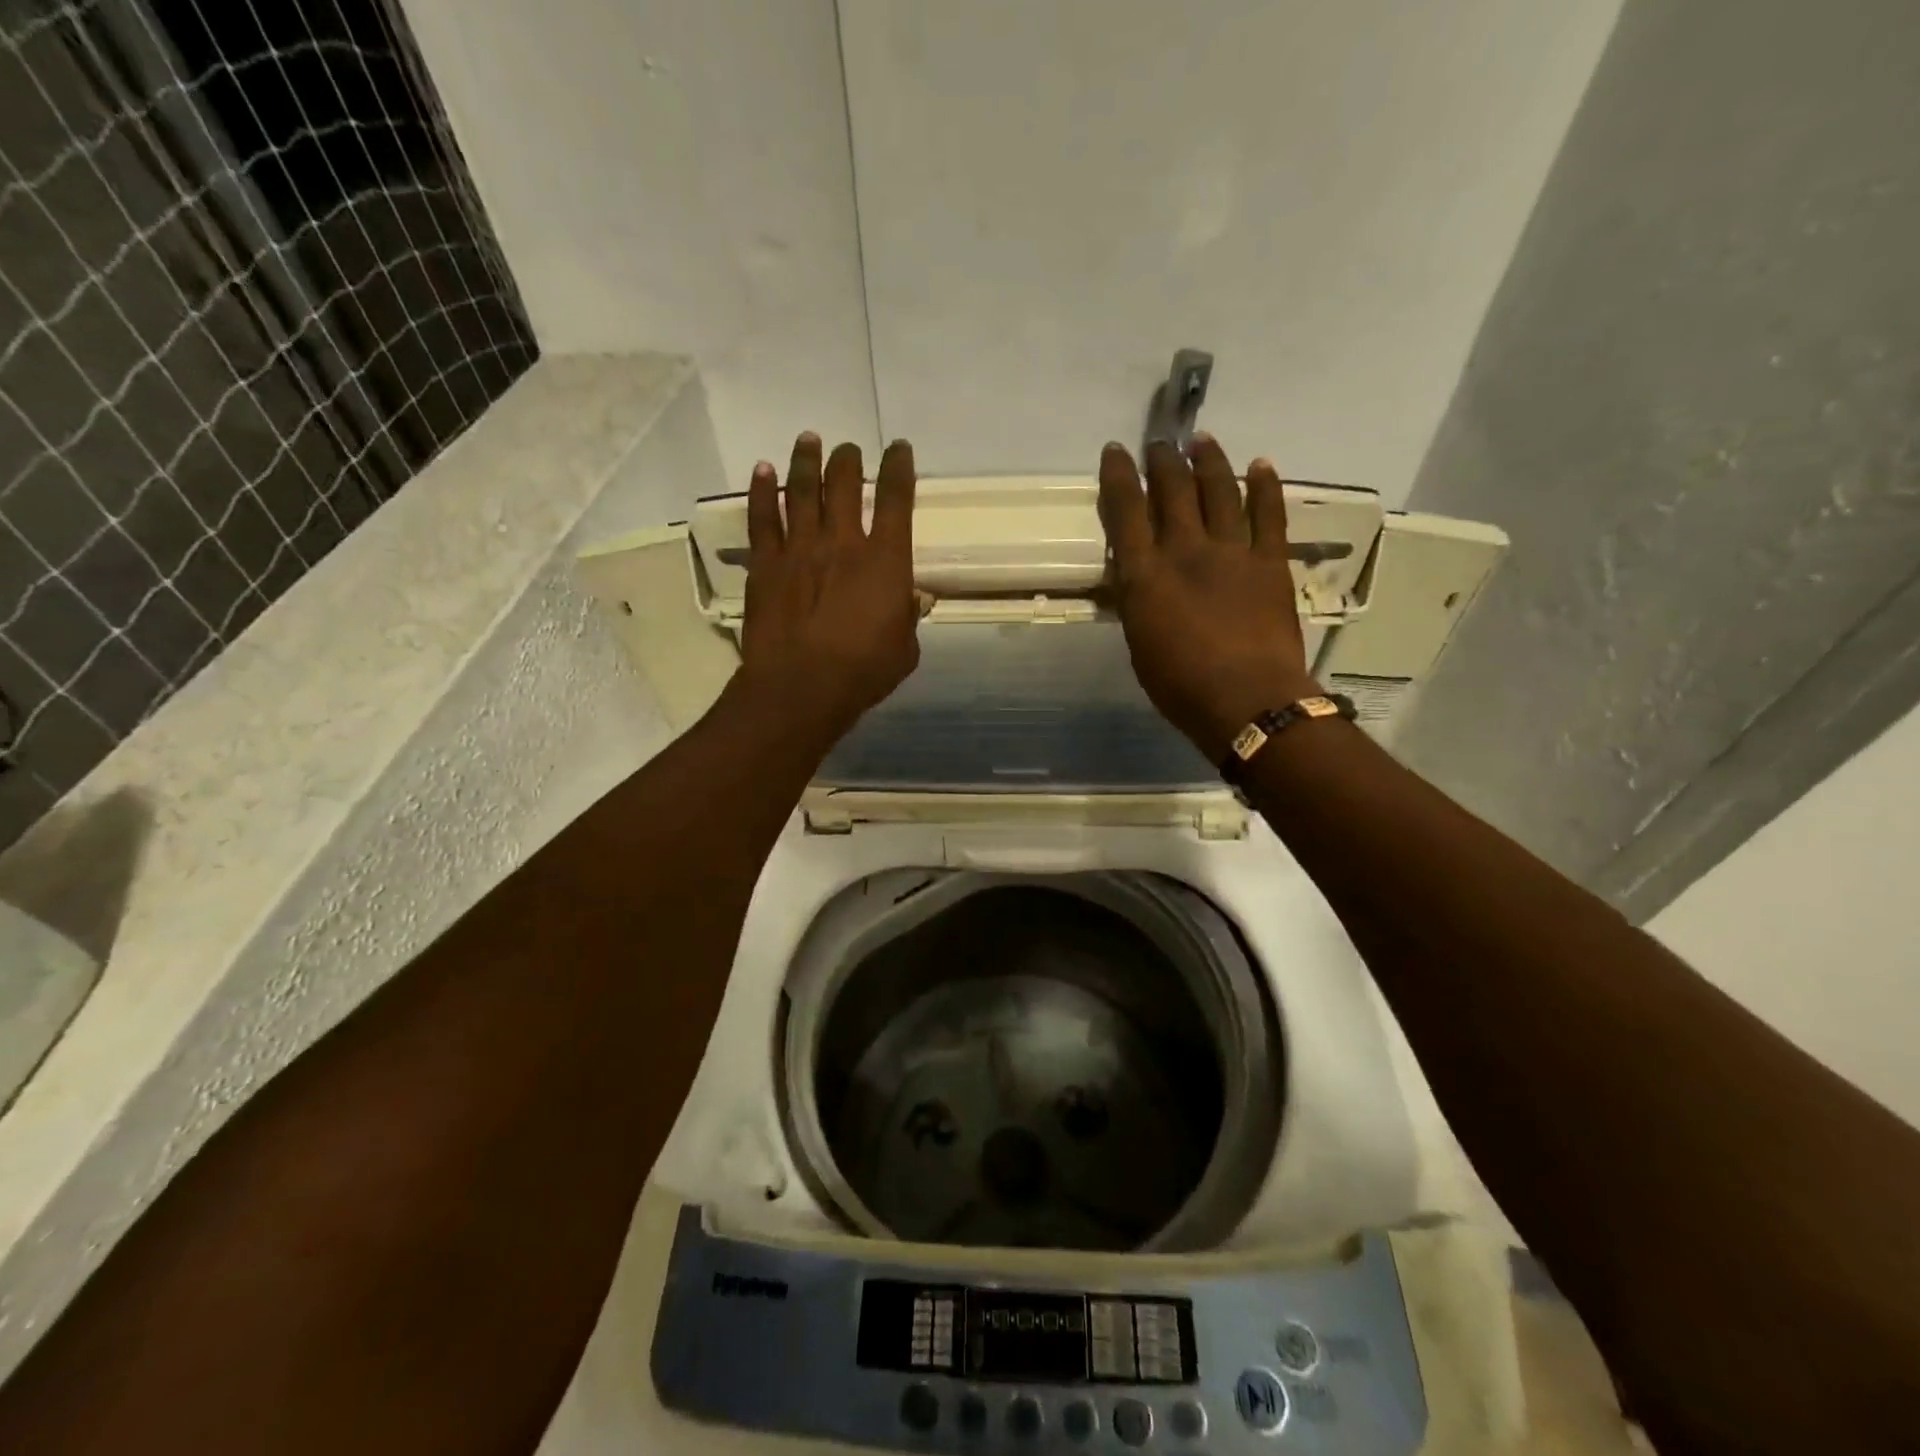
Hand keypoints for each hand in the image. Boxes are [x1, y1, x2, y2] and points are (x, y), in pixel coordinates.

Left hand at [734, 432, 920, 744]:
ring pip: (802, 490)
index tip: (899, 449)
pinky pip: (762, 518)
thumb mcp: (905, 649)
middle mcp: (843, 542)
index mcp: (886, 561)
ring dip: (806, 461)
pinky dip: (761, 491)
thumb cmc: (863, 672)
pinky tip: (762, 470)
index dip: (899, 468)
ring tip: (809, 440)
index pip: (897, 500)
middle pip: (845, 484)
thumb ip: (908, 617)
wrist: (801, 686)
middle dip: (848, 459)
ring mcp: (800, 549)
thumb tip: (913, 599)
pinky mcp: (766, 564)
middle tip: (847, 449)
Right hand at [1098, 435, 1319, 759]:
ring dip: (1209, 461)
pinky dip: (1265, 486)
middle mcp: (1186, 551)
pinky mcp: (1270, 562)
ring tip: (1202, 440)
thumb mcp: (1139, 643)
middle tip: (1159, 444)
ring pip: (1219, 491)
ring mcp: (1232, 552)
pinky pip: (1269, 514)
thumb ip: (1136, 601)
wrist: (1247, 700)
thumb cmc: (1180, 685)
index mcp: (1146, 575)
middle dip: (1163, 461)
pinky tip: (1261, 464)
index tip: (1115, 451)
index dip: (1119, 476)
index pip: (1126, 511)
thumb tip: (1132, 576)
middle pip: (1173, 491)